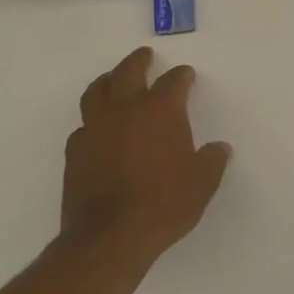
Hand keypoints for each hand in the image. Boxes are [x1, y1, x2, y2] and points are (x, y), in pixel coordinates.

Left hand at [60, 46, 231, 269]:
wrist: (110, 238)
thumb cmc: (164, 203)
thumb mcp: (203, 182)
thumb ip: (212, 160)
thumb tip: (218, 149)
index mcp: (161, 110)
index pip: (173, 81)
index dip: (182, 76)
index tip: (186, 75)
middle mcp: (126, 111)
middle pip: (128, 72)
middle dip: (138, 61)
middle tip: (145, 55)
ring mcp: (96, 130)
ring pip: (97, 92)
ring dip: (108, 81)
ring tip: (113, 80)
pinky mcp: (75, 153)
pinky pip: (83, 126)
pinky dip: (92, 121)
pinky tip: (98, 129)